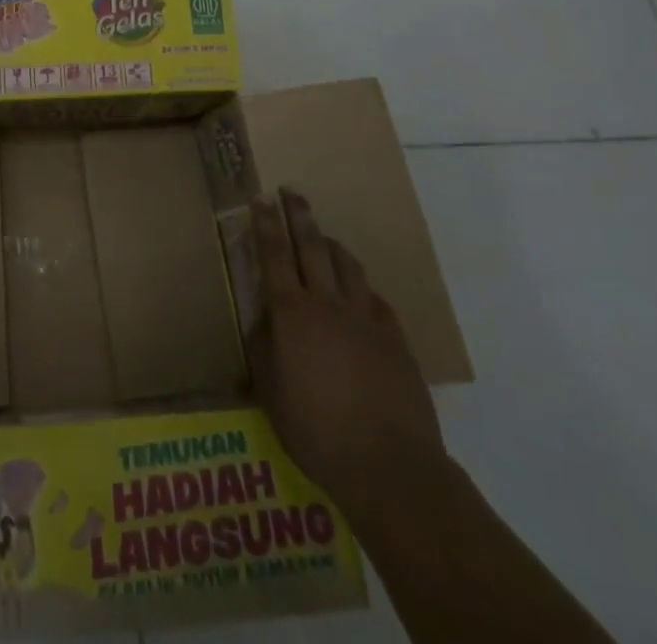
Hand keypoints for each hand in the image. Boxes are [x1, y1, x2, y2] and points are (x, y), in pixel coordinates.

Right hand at [249, 188, 446, 514]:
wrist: (389, 465)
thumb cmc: (316, 430)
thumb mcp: (270, 391)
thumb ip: (264, 346)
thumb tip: (264, 317)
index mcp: (291, 313)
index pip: (274, 255)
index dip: (266, 224)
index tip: (261, 199)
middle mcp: (327, 303)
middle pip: (311, 245)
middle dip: (299, 215)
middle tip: (291, 192)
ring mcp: (366, 318)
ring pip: (347, 264)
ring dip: (331, 244)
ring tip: (322, 236)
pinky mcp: (395, 337)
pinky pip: (374, 297)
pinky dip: (361, 286)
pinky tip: (358, 292)